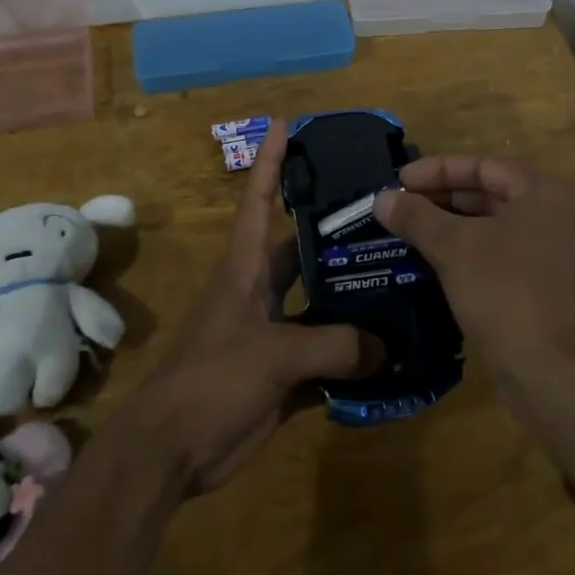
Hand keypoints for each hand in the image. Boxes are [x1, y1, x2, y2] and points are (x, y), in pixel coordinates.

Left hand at [123, 122, 382, 494]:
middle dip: (337, 232)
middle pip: (303, 250)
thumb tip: (385, 347)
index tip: (286, 124)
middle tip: (387, 215)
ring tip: (402, 280)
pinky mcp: (282, 372)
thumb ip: (333, 345)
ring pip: (320, 303)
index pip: (259, 201)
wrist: (172, 451)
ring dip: (352, 297)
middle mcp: (260, 291)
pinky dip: (353, 355)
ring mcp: (272, 332)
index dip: (270, 161)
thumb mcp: (273, 354)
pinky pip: (325, 354)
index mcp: (245, 269)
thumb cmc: (211, 381)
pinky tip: (392, 352)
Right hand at [373, 156, 574, 389]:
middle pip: (487, 193)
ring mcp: (550, 253)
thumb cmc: (505, 293)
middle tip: (398, 206)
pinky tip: (429, 262)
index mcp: (542, 193)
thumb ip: (417, 217)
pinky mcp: (541, 287)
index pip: (482, 166)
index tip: (398, 180)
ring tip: (405, 231)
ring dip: (448, 227)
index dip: (437, 170)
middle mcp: (552, 216)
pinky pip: (496, 255)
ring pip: (490, 227)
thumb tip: (382, 198)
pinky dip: (464, 252)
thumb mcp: (454, 248)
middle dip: (440, 198)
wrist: (552, 374)